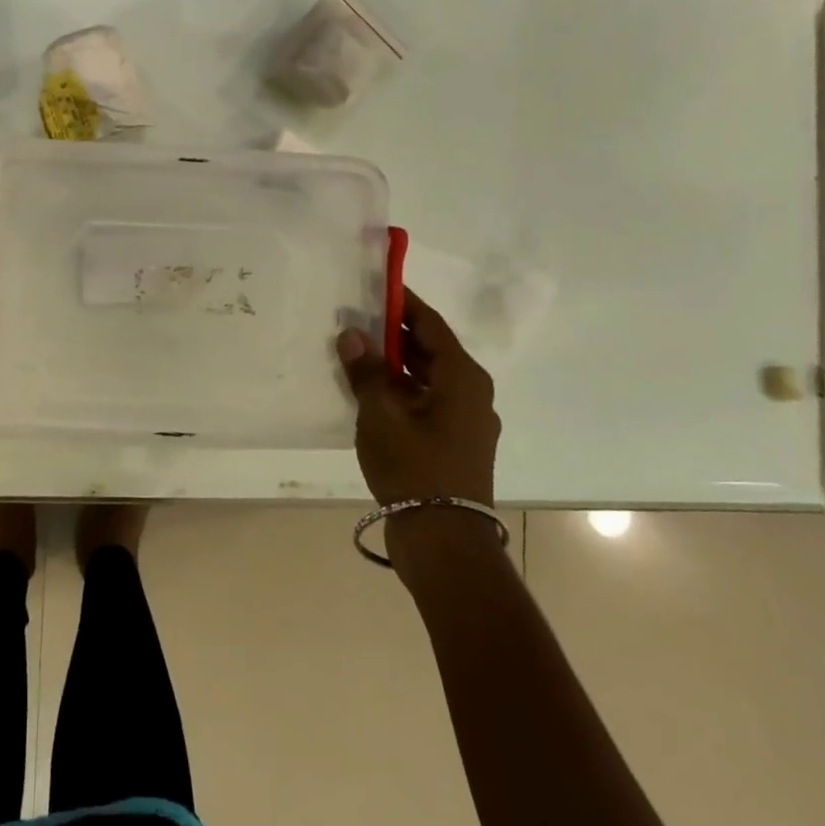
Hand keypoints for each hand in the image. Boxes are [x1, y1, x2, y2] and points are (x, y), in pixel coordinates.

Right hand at [337, 288, 498, 507]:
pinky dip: (399, 389)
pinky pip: (424, 401)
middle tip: (355, 318)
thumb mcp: (380, 413)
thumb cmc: (415, 466)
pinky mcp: (453, 443)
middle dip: (393, 334)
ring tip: (355, 352)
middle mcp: (471, 393)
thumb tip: (353, 333)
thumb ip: (365, 370)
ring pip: (426, 377)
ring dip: (394, 364)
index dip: (402, 303)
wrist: (443, 539)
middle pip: (430, 349)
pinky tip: (368, 392)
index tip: (374, 286)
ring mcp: (464, 421)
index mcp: (462, 378)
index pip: (430, 324)